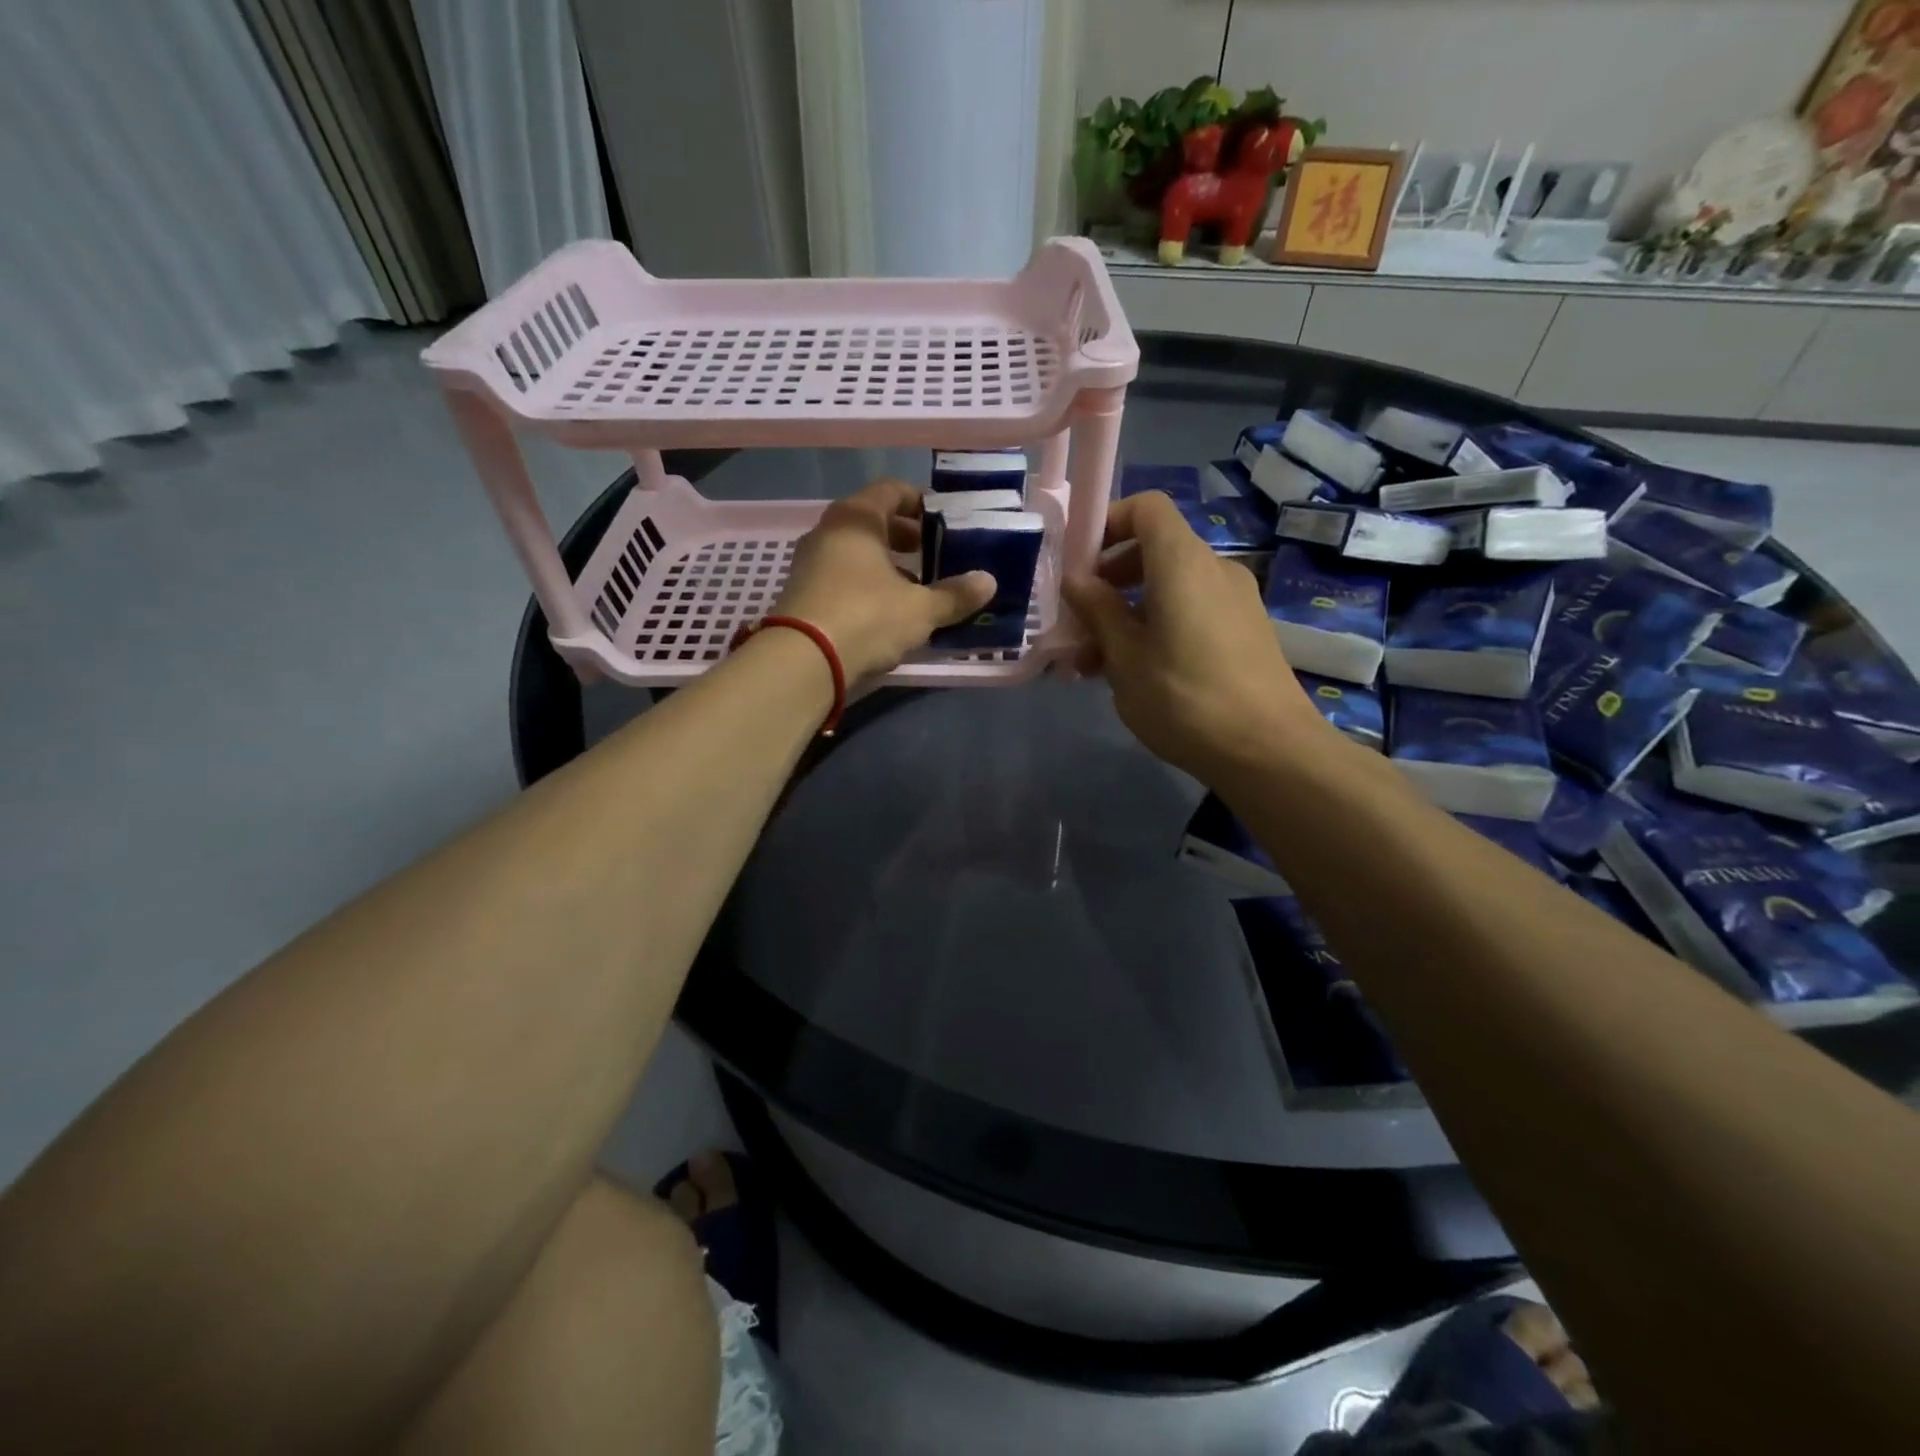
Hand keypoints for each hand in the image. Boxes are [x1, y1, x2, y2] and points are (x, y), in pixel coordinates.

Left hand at [772, 479, 994, 682]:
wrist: (802, 662)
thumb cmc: (866, 618)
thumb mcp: (919, 609)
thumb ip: (954, 595)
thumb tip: (988, 582)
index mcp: (856, 518)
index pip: (892, 491)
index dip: (921, 503)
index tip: (944, 522)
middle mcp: (828, 532)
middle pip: (873, 522)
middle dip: (906, 537)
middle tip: (934, 555)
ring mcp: (810, 563)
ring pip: (856, 552)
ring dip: (887, 565)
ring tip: (916, 588)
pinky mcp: (802, 594)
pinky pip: (842, 577)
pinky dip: (866, 584)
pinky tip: (887, 612)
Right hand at [1063, 491, 1331, 780]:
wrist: (1269, 750)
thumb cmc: (1185, 698)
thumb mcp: (1125, 658)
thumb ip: (1098, 611)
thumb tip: (1076, 579)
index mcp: (1182, 562)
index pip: (1146, 508)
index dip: (1108, 523)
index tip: (1079, 565)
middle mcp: (1214, 569)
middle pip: (1155, 550)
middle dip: (1110, 581)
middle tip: (1079, 624)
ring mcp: (1236, 600)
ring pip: (1170, 588)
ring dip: (1129, 613)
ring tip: (1096, 663)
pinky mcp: (1245, 631)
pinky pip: (1192, 611)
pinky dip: (1159, 627)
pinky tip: (1137, 673)